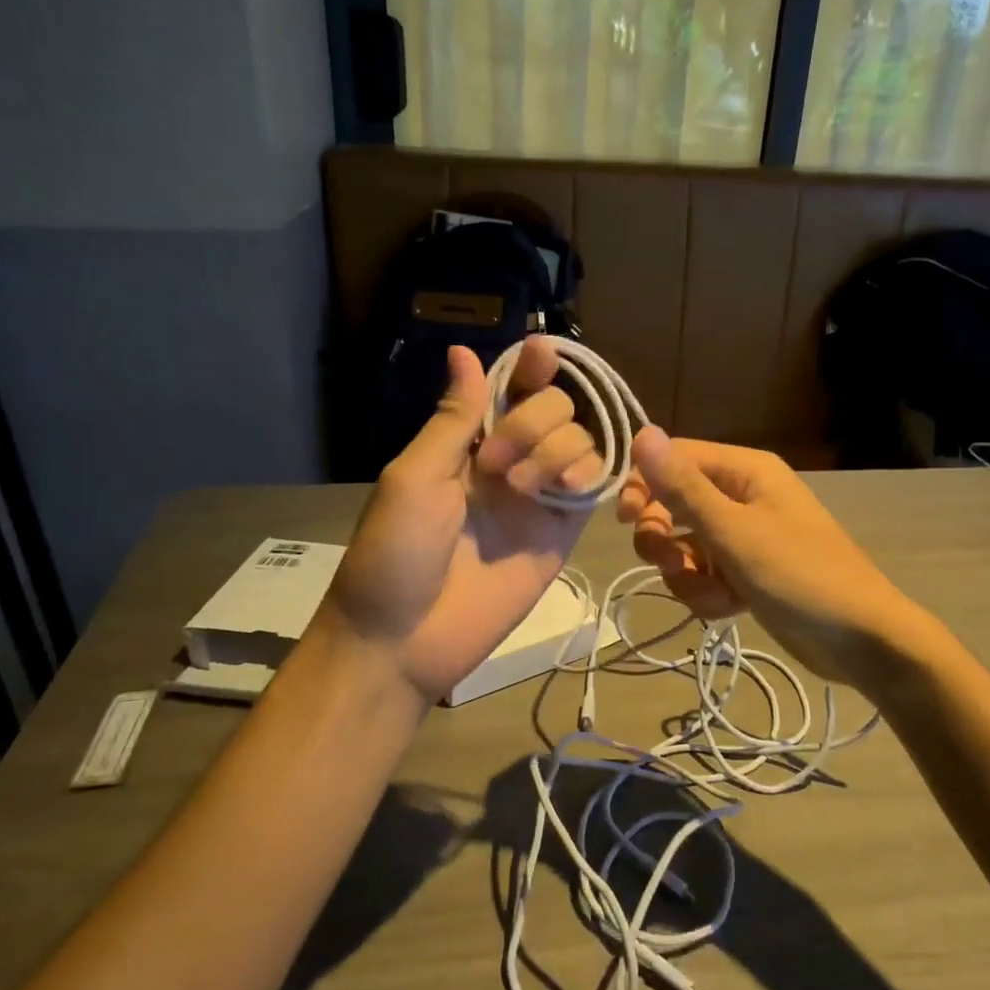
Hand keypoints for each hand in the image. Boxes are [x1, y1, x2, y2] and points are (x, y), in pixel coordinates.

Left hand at [324, 338, 602, 700]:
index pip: (510, 391)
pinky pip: (593, 488)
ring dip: (558, 449)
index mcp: (467, 445)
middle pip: (554, 409)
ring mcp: (538, 498)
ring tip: (524, 488)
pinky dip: (591, 475)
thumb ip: (454, 418)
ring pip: (581, 442)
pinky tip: (567, 490)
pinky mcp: (561, 534)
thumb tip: (462, 351)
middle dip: (534, 420)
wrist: (405, 638)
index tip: (542, 353)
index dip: (529, 368)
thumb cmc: (395, 552)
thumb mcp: (414, 476)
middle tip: (495, 463)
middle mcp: (509, 463)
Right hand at [615, 428, 924, 688]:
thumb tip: (643, 433)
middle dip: (663, 538)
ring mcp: (744, 537)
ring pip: (684, 546)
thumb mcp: (734, 531)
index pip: (675, 459)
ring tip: (715, 593)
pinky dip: (707, 593)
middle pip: (673, 504)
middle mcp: (742, 496)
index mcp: (744, 471)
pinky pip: (704, 575)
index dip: (644, 484)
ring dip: (687, 575)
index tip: (625, 519)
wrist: (860, 641)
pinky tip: (729, 608)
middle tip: (669, 562)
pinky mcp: (745, 573)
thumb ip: (684, 487)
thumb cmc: (800, 575)